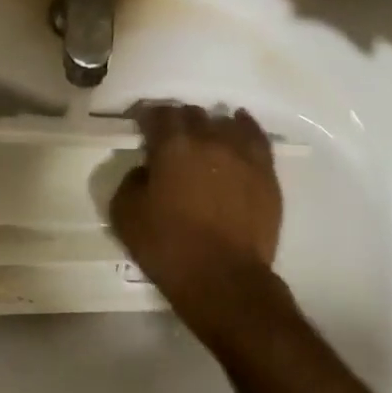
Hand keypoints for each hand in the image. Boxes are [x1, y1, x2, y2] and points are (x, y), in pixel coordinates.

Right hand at [109, 104, 284, 333]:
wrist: (224, 278)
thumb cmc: (168, 247)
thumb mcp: (125, 215)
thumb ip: (130, 181)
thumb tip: (145, 169)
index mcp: (172, 145)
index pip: (158, 114)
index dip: (147, 116)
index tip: (141, 126)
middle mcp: (209, 138)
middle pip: (192, 114)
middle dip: (178, 121)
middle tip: (171, 139)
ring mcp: (242, 153)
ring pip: (224, 122)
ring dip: (209, 127)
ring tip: (204, 138)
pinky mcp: (266, 171)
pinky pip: (255, 136)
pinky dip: (244, 126)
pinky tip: (239, 125)